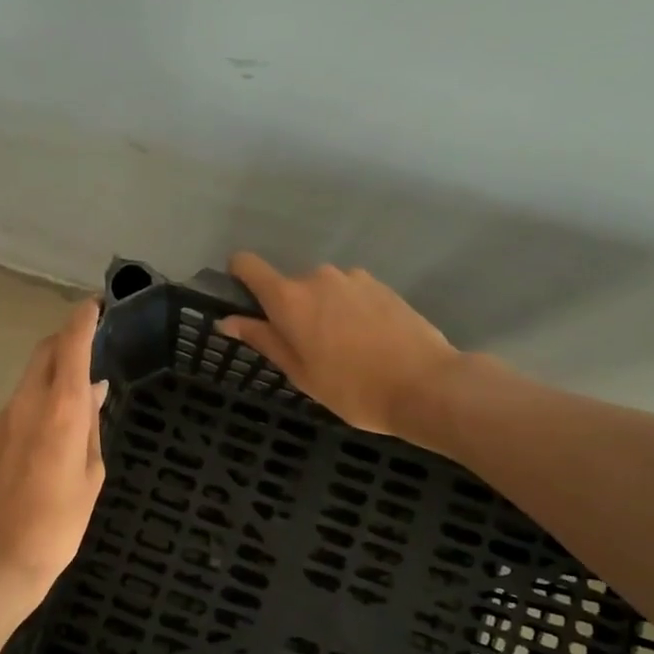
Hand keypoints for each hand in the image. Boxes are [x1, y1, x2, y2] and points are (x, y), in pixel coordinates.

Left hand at [0, 299, 108, 600]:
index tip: (94, 305)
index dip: (82, 320)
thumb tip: (94, 391)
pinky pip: (20, 401)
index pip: (70, 347)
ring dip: (53, 368)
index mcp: (59, 411)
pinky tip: (54, 419)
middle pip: (44, 352)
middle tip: (90, 338)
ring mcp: (3, 418)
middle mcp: (26, 403)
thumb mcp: (91, 475)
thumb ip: (91, 426)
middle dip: (65, 337)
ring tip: (78, 384)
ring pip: (30, 376)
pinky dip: (39, 394)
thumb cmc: (59, 523)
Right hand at [219, 253, 462, 438]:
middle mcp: (318, 277)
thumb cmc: (352, 388)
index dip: (238, 276)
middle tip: (307, 349)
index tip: (243, 300)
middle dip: (290, 311)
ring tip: (343, 349)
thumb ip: (263, 339)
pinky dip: (349, 311)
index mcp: (290, 298)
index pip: (248, 265)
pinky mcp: (381, 284)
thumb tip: (227, 321)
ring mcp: (353, 277)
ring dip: (322, 311)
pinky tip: (368, 342)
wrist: (425, 385)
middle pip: (289, 286)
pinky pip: (349, 293)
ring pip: (322, 290)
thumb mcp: (300, 372)